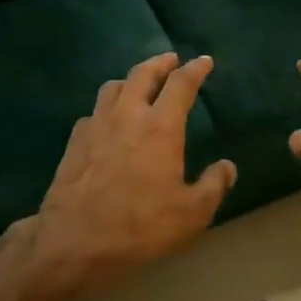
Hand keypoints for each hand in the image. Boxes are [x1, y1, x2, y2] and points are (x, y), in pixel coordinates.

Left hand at [33, 52, 235, 290]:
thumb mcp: (191, 213)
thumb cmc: (139, 225)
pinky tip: (109, 121)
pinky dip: (107, 108)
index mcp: (161, 127)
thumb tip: (226, 167)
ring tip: (140, 84)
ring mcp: (96, 125)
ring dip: (131, 79)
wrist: (74, 241)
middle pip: (143, 73)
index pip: (181, 84)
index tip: (204, 61)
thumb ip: (213, 186)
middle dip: (160, 62)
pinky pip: (93, 112)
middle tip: (171, 59)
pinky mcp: (74, 141)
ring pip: (114, 87)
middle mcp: (128, 115)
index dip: (195, 69)